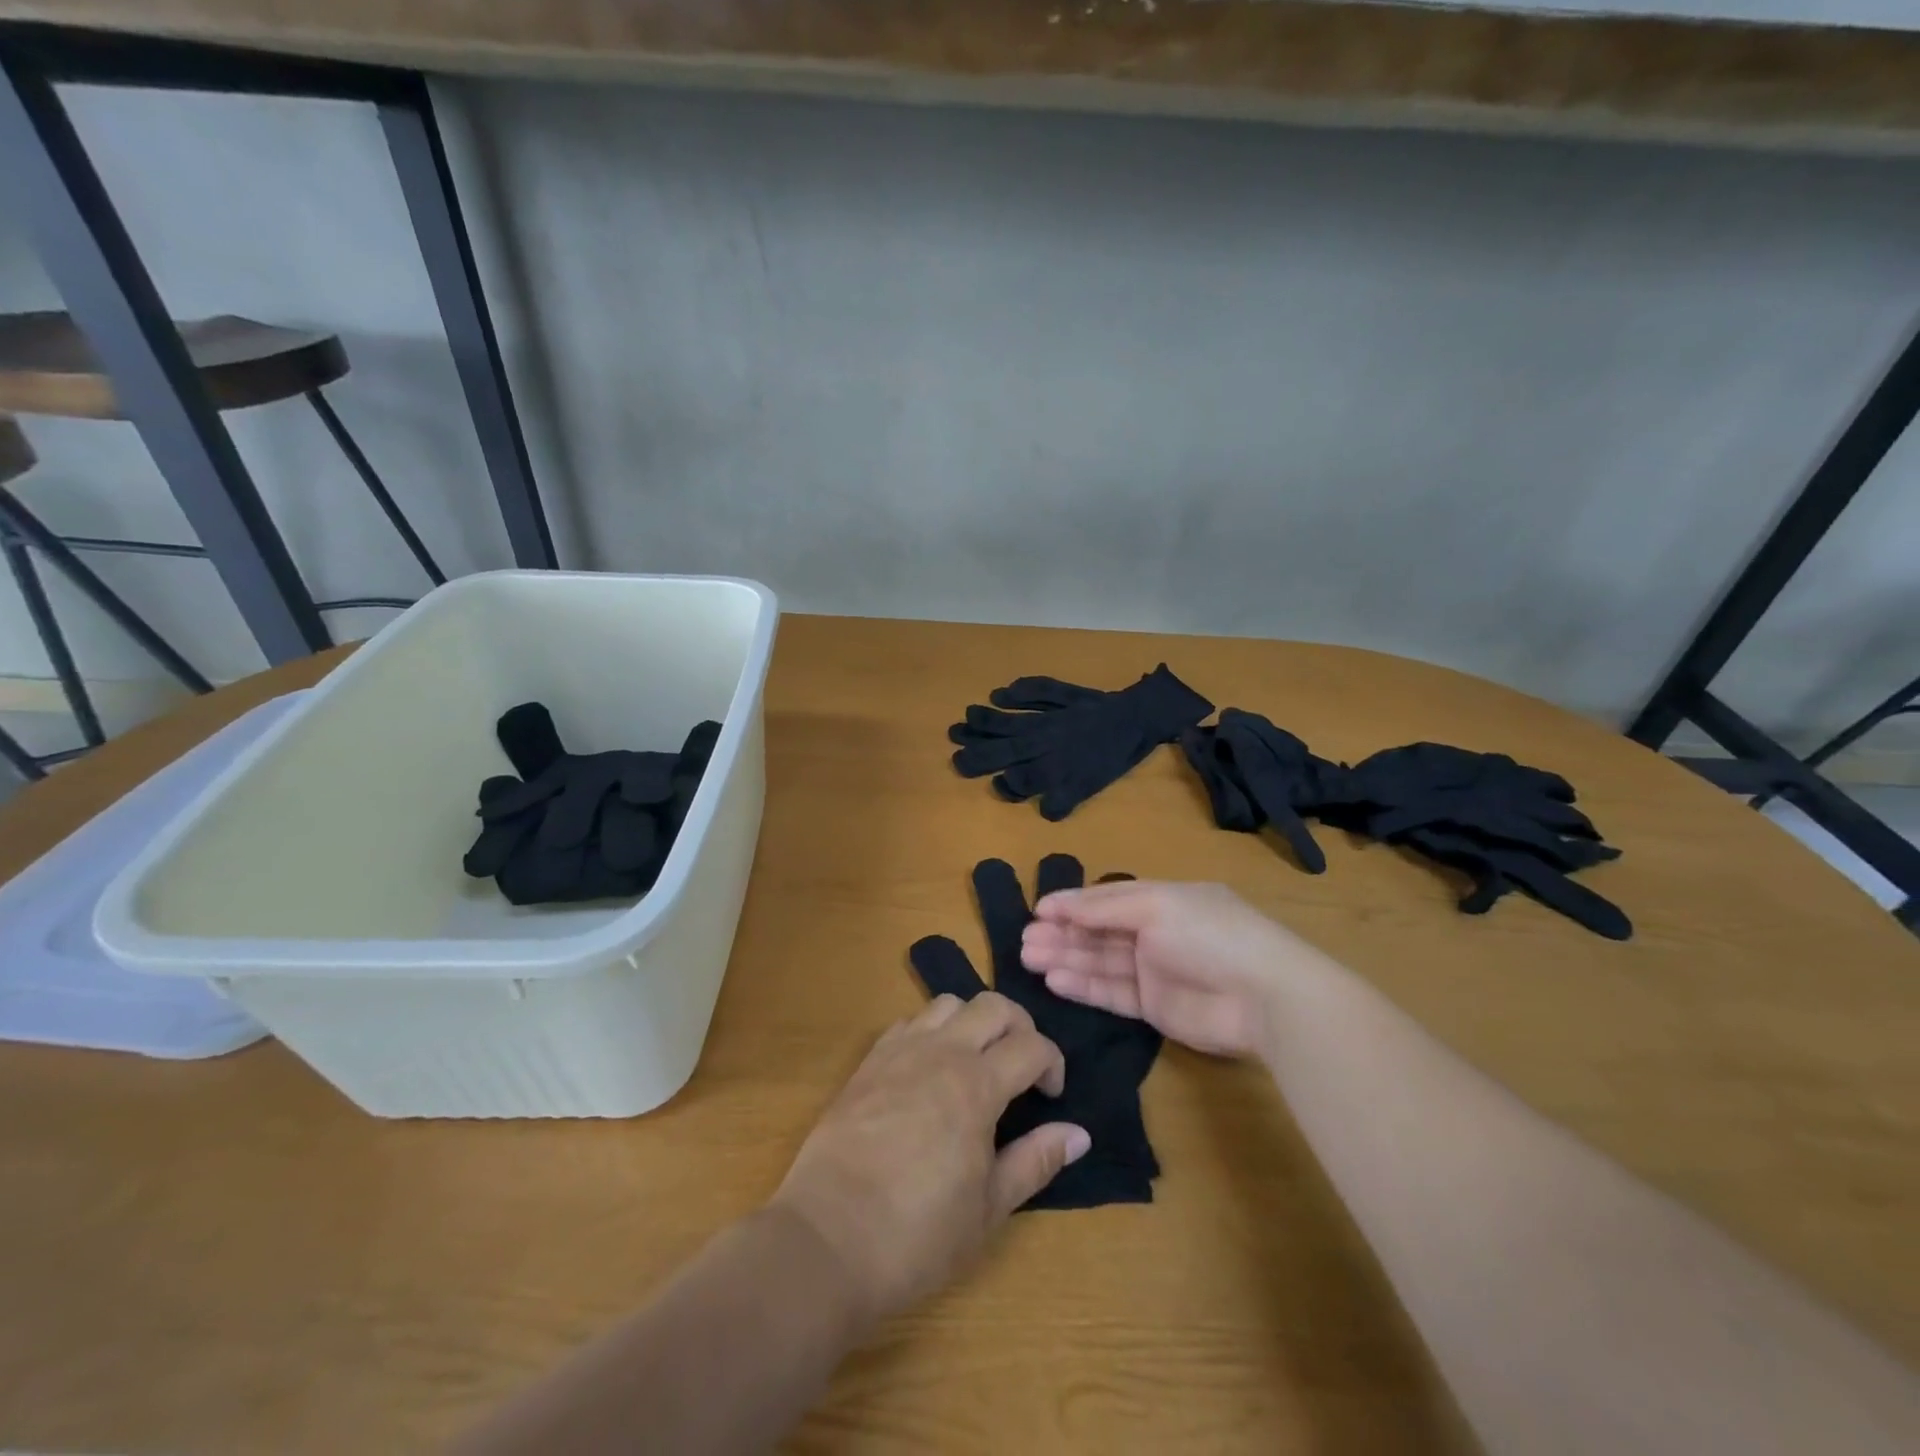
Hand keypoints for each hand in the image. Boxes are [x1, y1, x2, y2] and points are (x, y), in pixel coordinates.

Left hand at [769, 992, 1090, 1328]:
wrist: (827, 1240)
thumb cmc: (917, 1234)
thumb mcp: (988, 1208)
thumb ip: (1036, 1161)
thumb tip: (1079, 1133)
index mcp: (976, 1085)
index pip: (1031, 1045)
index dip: (1052, 1063)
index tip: (1052, 1096)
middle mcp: (940, 1052)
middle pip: (993, 1005)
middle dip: (1020, 1026)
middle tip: (1022, 1066)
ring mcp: (899, 1051)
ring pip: (947, 1003)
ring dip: (973, 1020)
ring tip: (976, 1061)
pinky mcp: (868, 1062)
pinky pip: (908, 1022)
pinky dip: (931, 1031)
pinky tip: (929, 1068)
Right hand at [1022, 880, 1325, 1057]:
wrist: (1265, 997)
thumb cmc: (1210, 934)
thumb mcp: (1156, 906)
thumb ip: (1104, 908)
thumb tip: (1059, 904)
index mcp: (1162, 899)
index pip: (1107, 897)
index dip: (1073, 903)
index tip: (1037, 911)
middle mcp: (1155, 931)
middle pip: (1099, 931)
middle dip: (1063, 933)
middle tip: (1025, 941)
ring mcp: (1155, 970)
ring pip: (1101, 961)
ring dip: (1066, 958)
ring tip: (1029, 958)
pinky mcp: (1155, 1007)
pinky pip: (1112, 992)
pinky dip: (1084, 986)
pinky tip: (1055, 980)